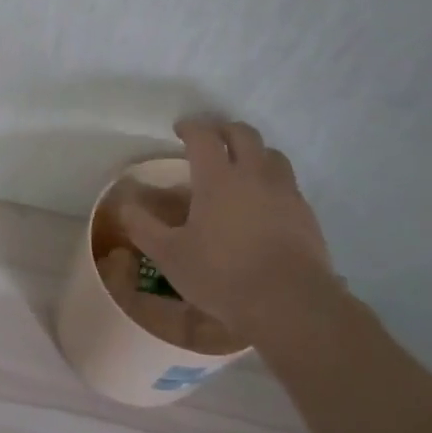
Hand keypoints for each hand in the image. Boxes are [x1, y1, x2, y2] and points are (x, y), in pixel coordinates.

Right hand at [119, 117, 335, 329]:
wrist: (291, 304)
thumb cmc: (223, 275)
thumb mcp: (170, 255)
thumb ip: (143, 226)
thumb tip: (125, 204)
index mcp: (218, 178)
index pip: (204, 136)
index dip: (191, 127)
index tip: (180, 130)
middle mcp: (254, 175)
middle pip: (244, 134)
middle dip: (224, 130)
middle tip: (210, 139)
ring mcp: (285, 193)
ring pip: (271, 155)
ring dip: (253, 152)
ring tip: (240, 166)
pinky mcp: (306, 214)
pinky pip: (287, 183)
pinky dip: (271, 180)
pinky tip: (262, 202)